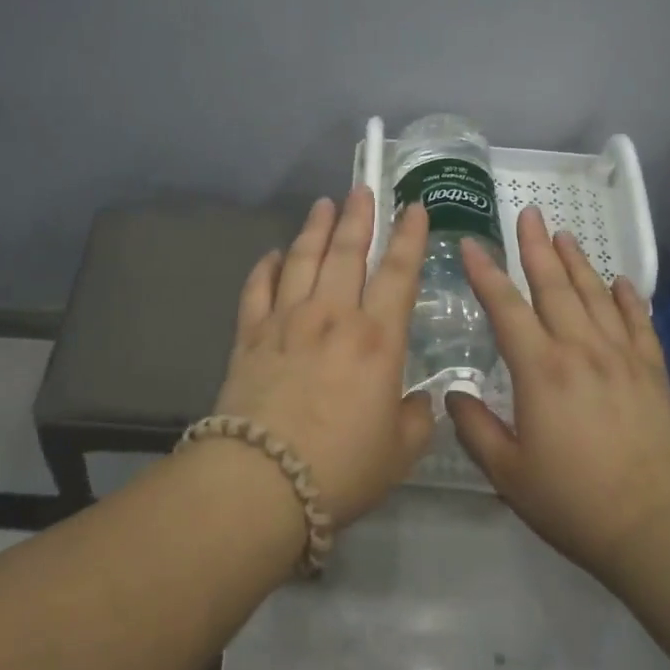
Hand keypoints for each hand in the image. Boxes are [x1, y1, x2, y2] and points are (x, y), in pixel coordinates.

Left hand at [212, 187, 436, 524]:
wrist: (261, 481)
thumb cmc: (341, 468)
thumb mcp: (399, 453)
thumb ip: (416, 420)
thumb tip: (420, 401)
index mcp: (376, 339)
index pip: (398, 273)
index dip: (409, 237)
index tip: (413, 207)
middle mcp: (332, 316)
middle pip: (347, 252)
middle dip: (358, 216)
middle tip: (362, 188)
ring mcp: (286, 321)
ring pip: (302, 259)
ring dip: (315, 228)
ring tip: (324, 204)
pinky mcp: (249, 335)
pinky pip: (258, 288)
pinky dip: (265, 267)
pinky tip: (272, 255)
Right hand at [450, 206, 669, 583]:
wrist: (656, 528)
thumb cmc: (573, 502)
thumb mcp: (508, 474)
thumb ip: (475, 428)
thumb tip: (453, 394)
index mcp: (540, 370)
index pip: (506, 307)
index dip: (485, 272)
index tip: (470, 243)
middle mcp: (580, 350)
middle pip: (554, 286)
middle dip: (536, 246)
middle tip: (528, 212)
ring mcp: (621, 357)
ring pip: (596, 295)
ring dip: (578, 262)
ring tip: (564, 234)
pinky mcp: (652, 372)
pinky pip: (639, 323)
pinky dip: (629, 298)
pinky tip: (622, 280)